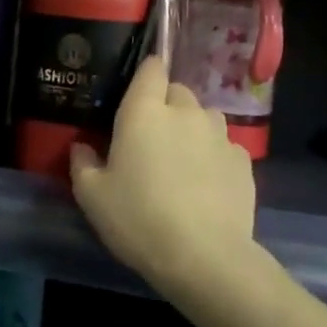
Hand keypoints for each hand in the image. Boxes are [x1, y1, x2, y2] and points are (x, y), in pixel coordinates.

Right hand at [70, 56, 256, 286]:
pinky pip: (225, 146)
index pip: (151, 69)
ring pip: (205, 116)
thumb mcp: (92, 196)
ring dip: (192, 128)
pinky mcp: (244, 161)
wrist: (203, 257)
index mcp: (144, 112)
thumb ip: (82, 163)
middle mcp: (185, 112)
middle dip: (165, 105)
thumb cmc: (137, 218)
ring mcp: (220, 135)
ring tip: (182, 159)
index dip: (145, 74)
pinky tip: (206, 183)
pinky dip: (214, 155)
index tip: (136, 91)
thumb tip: (82, 147)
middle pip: (178, 91)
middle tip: (151, 137)